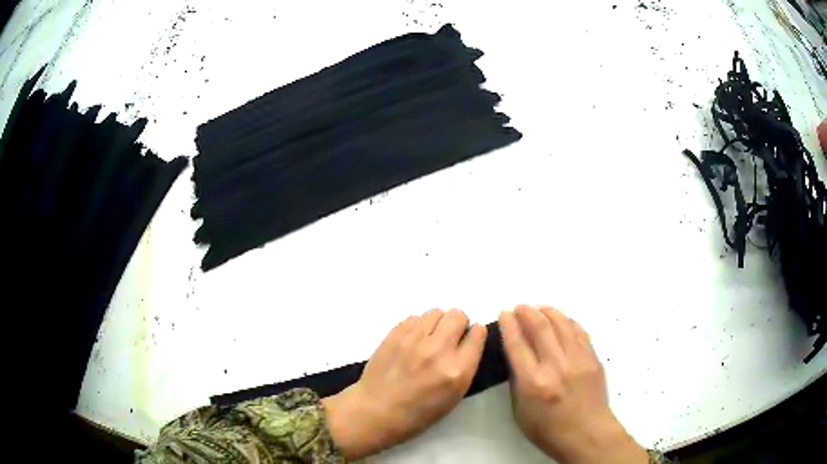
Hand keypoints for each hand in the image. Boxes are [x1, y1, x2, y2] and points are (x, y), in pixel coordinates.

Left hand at [322, 309, 486, 458]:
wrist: (377, 410)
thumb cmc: (419, 411)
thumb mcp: (454, 395)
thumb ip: (465, 366)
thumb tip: (467, 341)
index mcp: (457, 370)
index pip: (478, 334)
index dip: (475, 334)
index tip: (470, 338)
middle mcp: (438, 350)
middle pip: (458, 316)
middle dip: (458, 324)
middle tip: (450, 337)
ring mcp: (414, 340)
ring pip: (436, 312)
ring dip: (438, 323)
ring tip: (430, 338)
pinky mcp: (395, 334)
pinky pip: (415, 317)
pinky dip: (418, 326)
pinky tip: (413, 341)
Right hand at [499, 305, 647, 463]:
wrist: (586, 433)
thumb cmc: (547, 429)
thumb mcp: (520, 410)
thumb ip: (518, 381)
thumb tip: (517, 355)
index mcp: (533, 382)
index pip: (517, 344)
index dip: (508, 325)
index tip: (504, 314)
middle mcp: (556, 366)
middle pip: (540, 327)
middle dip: (527, 312)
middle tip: (520, 307)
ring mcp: (578, 360)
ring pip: (562, 324)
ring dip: (548, 312)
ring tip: (539, 309)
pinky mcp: (593, 359)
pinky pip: (579, 332)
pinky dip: (567, 322)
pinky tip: (561, 321)